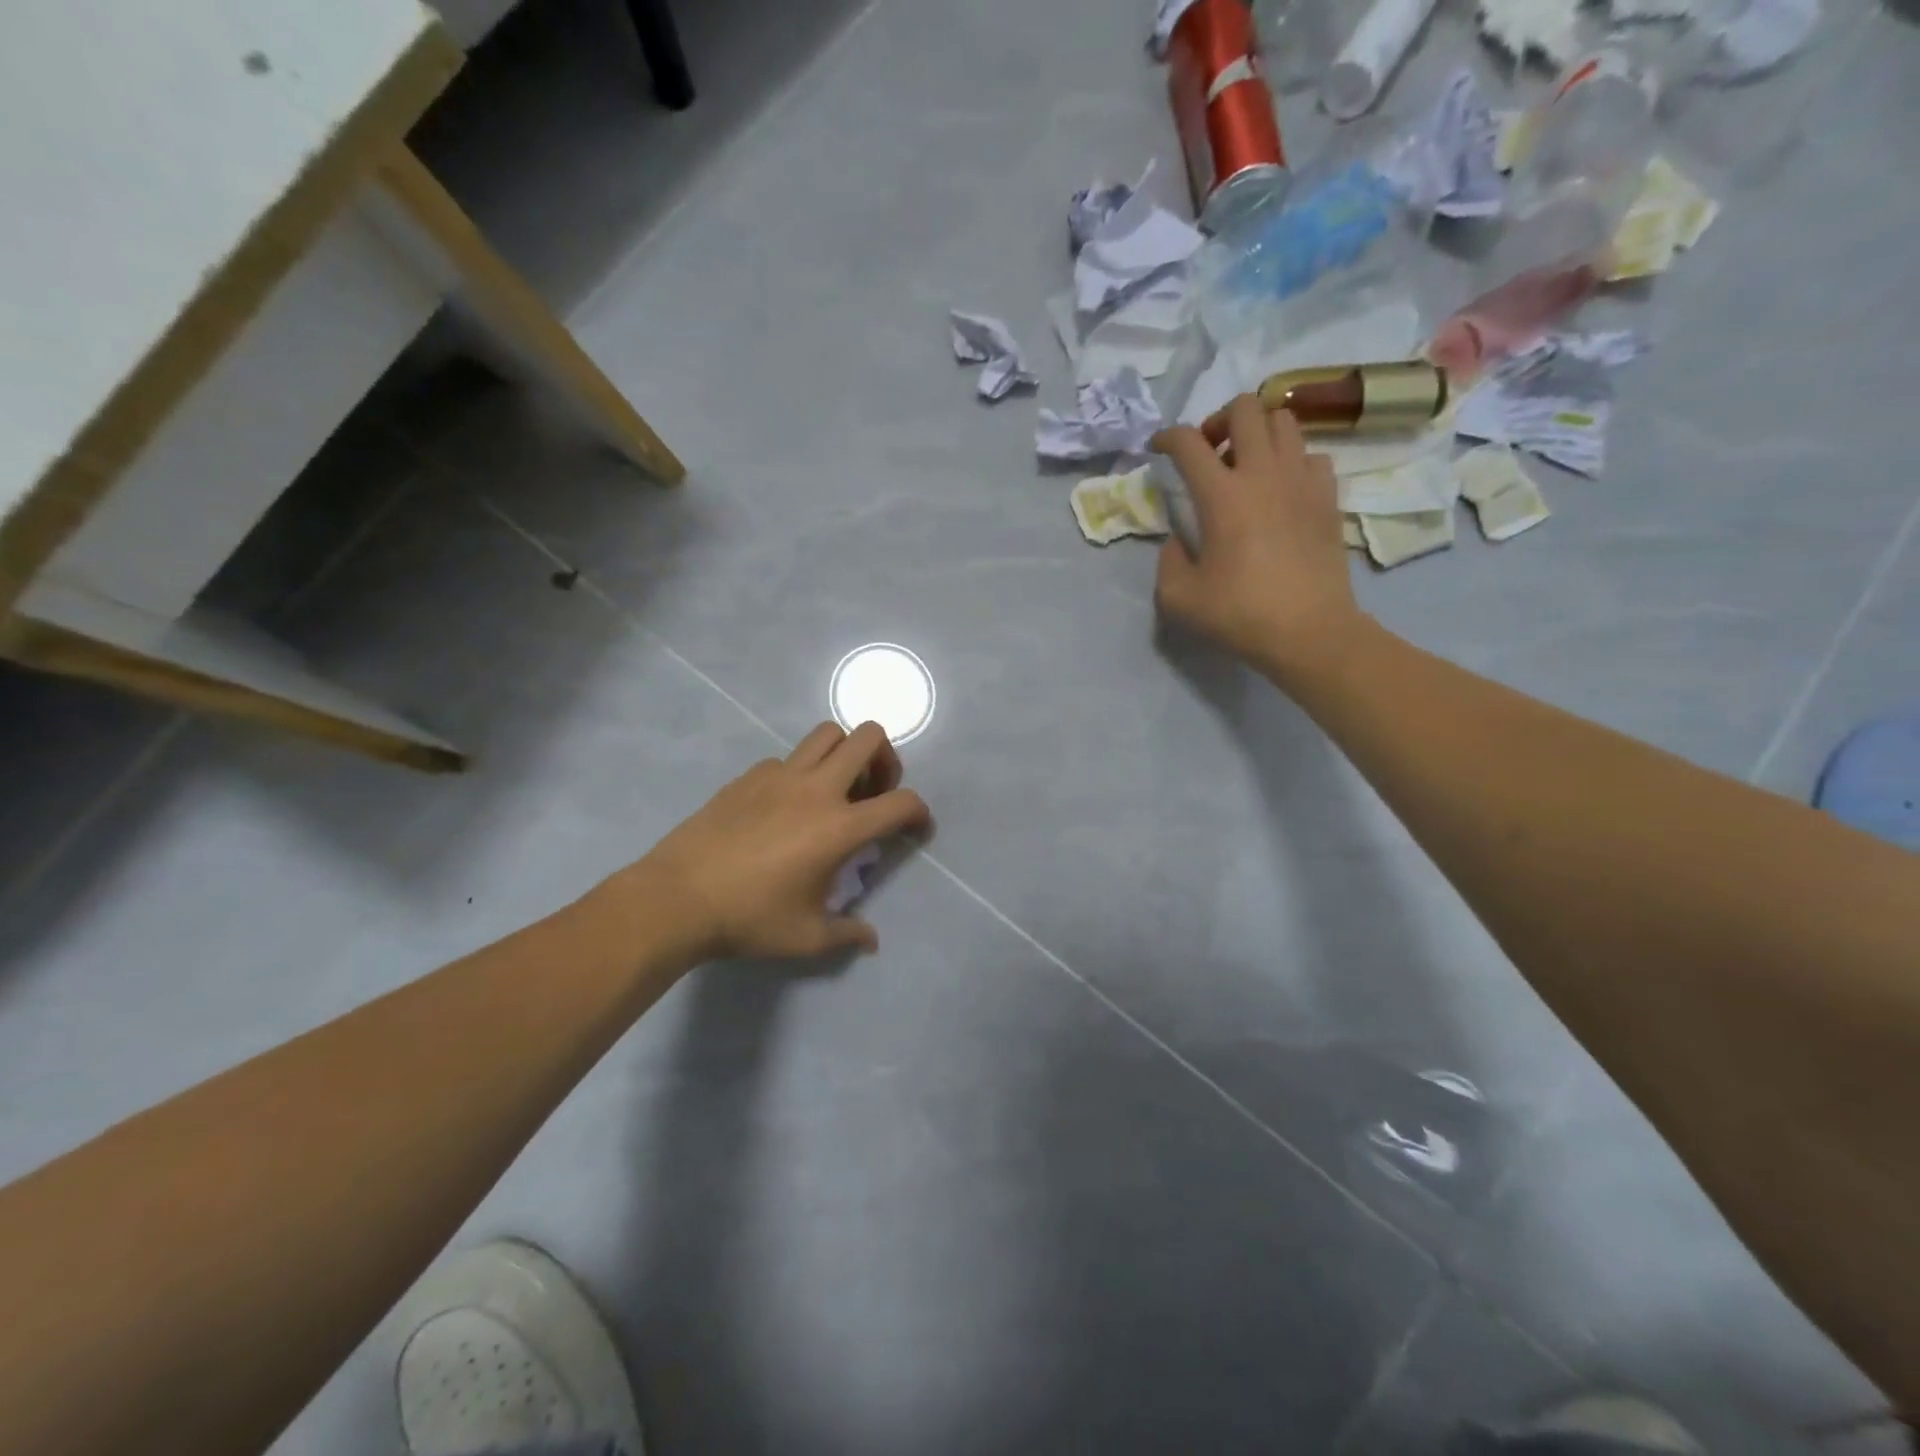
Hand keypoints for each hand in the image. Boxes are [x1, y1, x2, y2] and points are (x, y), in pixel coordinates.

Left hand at [608, 721, 930, 963]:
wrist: (676, 898)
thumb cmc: (749, 918)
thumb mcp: (806, 937)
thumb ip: (848, 934)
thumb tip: (872, 940)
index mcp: (840, 827)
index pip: (901, 803)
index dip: (920, 812)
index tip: (916, 829)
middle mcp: (817, 789)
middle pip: (869, 737)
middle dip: (886, 759)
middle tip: (875, 791)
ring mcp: (780, 775)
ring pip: (828, 733)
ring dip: (845, 752)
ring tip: (836, 788)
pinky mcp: (749, 776)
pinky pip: (788, 758)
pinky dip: (801, 772)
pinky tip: (785, 806)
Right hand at [1152, 394, 1363, 683]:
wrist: (1308, 632)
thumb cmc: (1239, 615)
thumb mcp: (1178, 598)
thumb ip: (1166, 561)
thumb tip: (1176, 541)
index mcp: (1221, 496)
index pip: (1188, 442)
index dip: (1166, 437)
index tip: (1159, 449)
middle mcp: (1262, 474)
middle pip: (1245, 408)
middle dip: (1219, 419)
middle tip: (1210, 450)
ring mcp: (1301, 481)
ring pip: (1284, 420)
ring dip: (1259, 432)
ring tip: (1247, 464)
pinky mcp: (1328, 497)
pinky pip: (1311, 455)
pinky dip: (1292, 460)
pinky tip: (1281, 488)